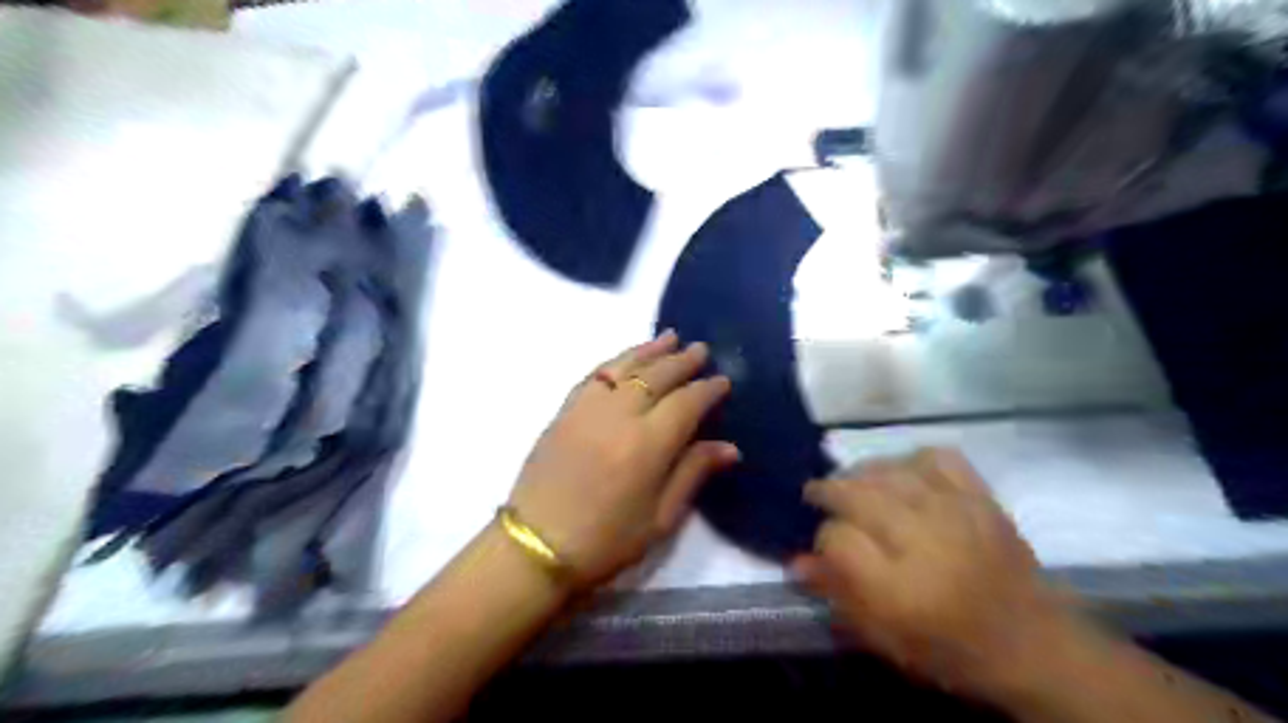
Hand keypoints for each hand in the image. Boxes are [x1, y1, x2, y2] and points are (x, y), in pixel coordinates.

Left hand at [508, 334, 738, 593]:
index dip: (707, 389)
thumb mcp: (659, 519)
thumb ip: (692, 474)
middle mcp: (619, 415)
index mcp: (648, 445)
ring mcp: (587, 408)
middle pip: (657, 376)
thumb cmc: (605, 542)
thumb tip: (728, 447)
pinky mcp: (564, 411)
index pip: (686, 403)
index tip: (723, 381)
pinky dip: (616, 361)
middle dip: (682, 360)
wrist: (535, 547)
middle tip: (701, 349)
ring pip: (624, 366)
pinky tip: (626, 358)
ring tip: (670, 337)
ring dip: (649, 350)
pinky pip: (595, 374)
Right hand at [797, 449, 1079, 692]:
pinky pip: (936, 457)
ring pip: (889, 471)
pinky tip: (902, 474)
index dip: (821, 539)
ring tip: (853, 484)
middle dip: (828, 491)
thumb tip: (795, 561)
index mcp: (899, 588)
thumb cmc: (950, 649)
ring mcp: (956, 512)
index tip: (824, 547)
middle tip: (817, 496)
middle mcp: (924, 540)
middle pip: (857, 494)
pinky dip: (911, 459)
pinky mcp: (980, 497)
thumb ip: (837, 595)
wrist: (1033, 644)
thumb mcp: (885, 638)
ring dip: (860, 473)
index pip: (836, 539)